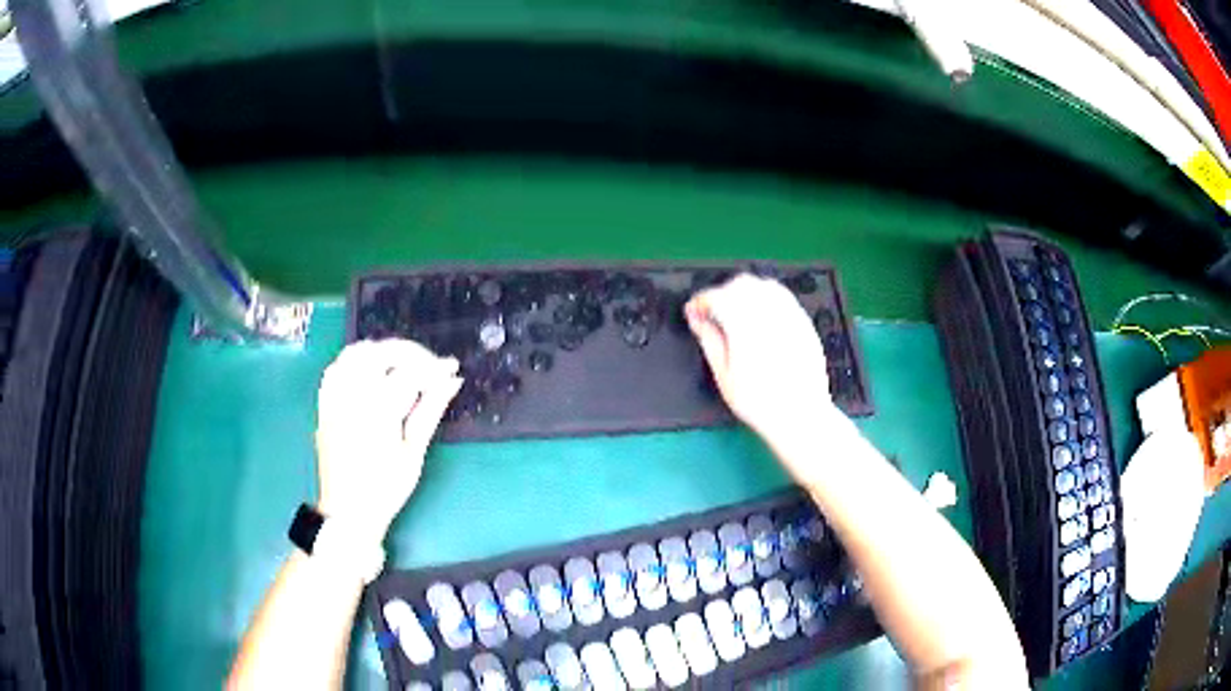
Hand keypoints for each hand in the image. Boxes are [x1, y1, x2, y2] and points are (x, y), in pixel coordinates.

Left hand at [314, 339, 462, 540]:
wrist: (348, 511)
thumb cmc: (386, 488)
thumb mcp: (414, 453)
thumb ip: (430, 411)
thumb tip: (451, 382)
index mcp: (378, 412)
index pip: (409, 373)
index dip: (434, 367)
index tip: (451, 367)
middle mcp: (352, 397)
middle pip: (380, 353)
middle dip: (410, 352)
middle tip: (431, 364)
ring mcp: (335, 399)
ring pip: (355, 353)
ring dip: (382, 351)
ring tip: (403, 363)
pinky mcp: (325, 404)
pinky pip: (336, 368)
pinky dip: (355, 360)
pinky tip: (369, 370)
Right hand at [685, 274, 838, 439]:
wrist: (801, 415)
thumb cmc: (759, 402)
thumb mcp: (724, 376)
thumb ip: (709, 340)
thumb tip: (696, 319)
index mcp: (744, 325)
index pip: (717, 297)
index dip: (700, 301)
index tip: (693, 312)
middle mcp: (768, 313)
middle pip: (740, 284)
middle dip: (722, 293)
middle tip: (712, 314)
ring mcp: (789, 314)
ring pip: (763, 285)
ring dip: (744, 292)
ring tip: (736, 313)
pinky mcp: (803, 321)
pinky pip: (782, 296)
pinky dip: (766, 297)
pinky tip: (760, 316)